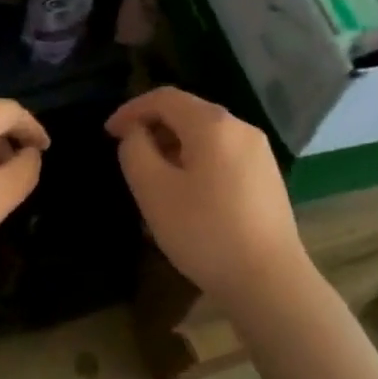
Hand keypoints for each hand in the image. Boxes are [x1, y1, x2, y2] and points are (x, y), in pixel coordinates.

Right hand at [106, 87, 305, 306]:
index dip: (131, 109)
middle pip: (188, 112)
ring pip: (206, 135)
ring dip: (174, 146)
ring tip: (153, 177)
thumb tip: (136, 134)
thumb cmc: (204, 232)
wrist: (269, 281)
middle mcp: (241, 128)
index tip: (108, 133)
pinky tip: (187, 193)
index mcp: (213, 125)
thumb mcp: (153, 191)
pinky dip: (196, 161)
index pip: (165, 98)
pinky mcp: (267, 177)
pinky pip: (223, 154)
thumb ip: (135, 151)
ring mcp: (259, 153)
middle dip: (153, 127)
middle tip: (129, 155)